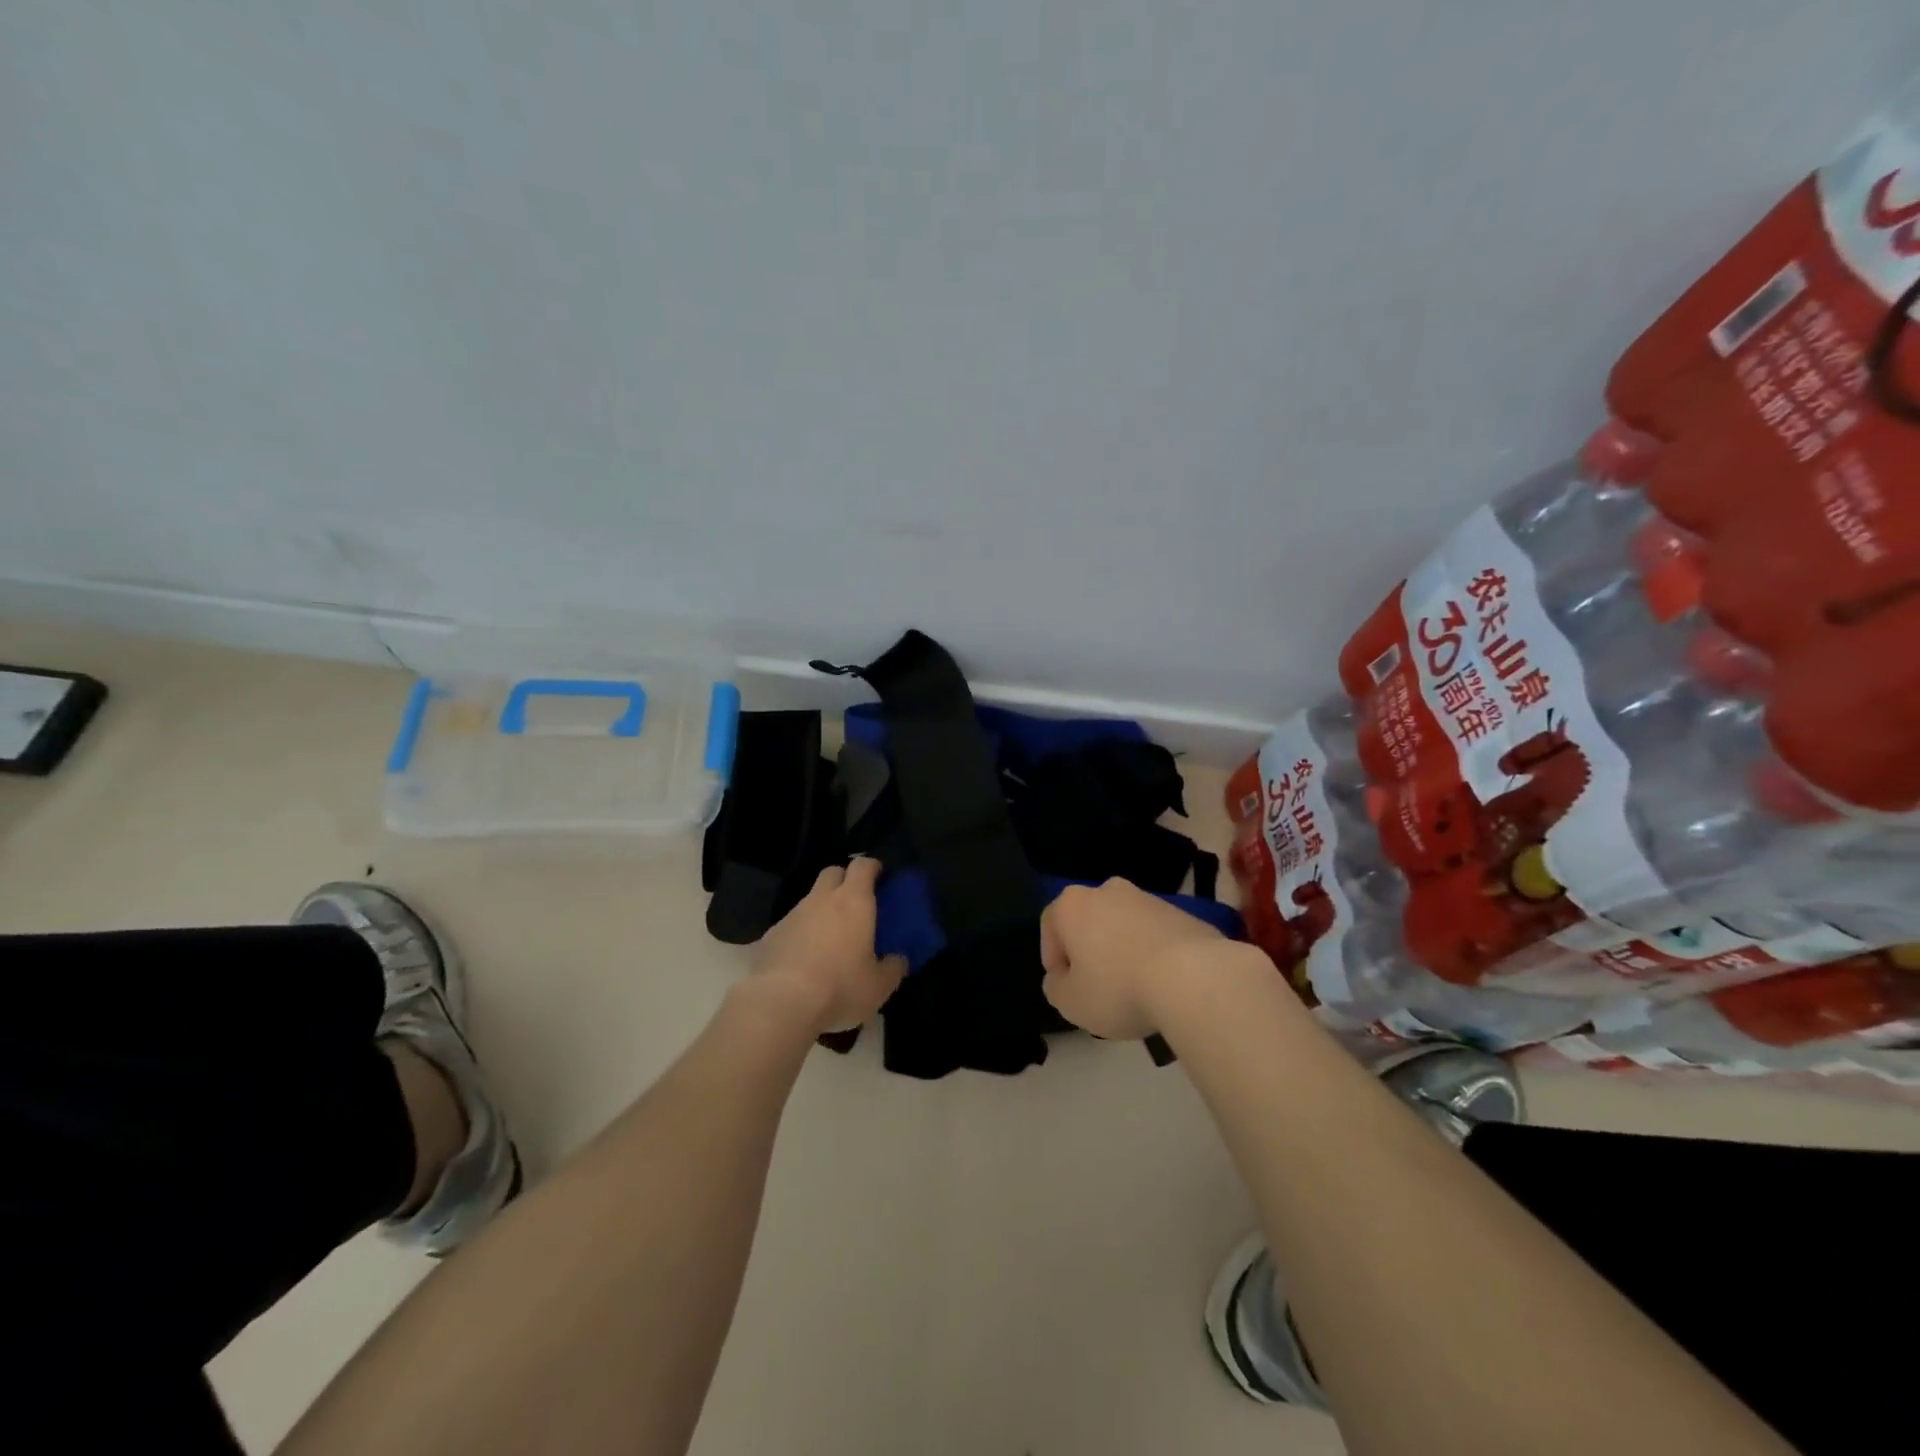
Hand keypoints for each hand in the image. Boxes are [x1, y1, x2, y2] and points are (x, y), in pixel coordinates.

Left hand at [751, 858, 907, 1035]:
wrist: (780, 1004)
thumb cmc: (839, 988)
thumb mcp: (879, 986)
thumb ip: (893, 968)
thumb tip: (898, 960)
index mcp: (853, 901)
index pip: (863, 866)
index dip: (872, 868)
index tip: (880, 878)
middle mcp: (821, 899)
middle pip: (833, 873)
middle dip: (844, 881)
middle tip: (855, 905)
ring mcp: (792, 915)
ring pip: (810, 900)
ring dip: (821, 911)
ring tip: (829, 940)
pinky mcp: (770, 935)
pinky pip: (791, 925)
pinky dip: (800, 934)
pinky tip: (803, 960)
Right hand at [1040, 878, 1232, 1039]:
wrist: (1194, 977)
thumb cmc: (1118, 987)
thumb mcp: (1071, 1002)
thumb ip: (1056, 988)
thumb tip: (1060, 979)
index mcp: (1074, 904)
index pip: (1050, 924)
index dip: (1053, 957)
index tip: (1065, 986)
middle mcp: (1108, 891)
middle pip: (1089, 920)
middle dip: (1090, 949)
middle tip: (1097, 985)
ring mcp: (1149, 899)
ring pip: (1124, 925)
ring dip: (1122, 950)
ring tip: (1135, 988)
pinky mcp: (1182, 913)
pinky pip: (1156, 934)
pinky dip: (1153, 953)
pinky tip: (1163, 984)